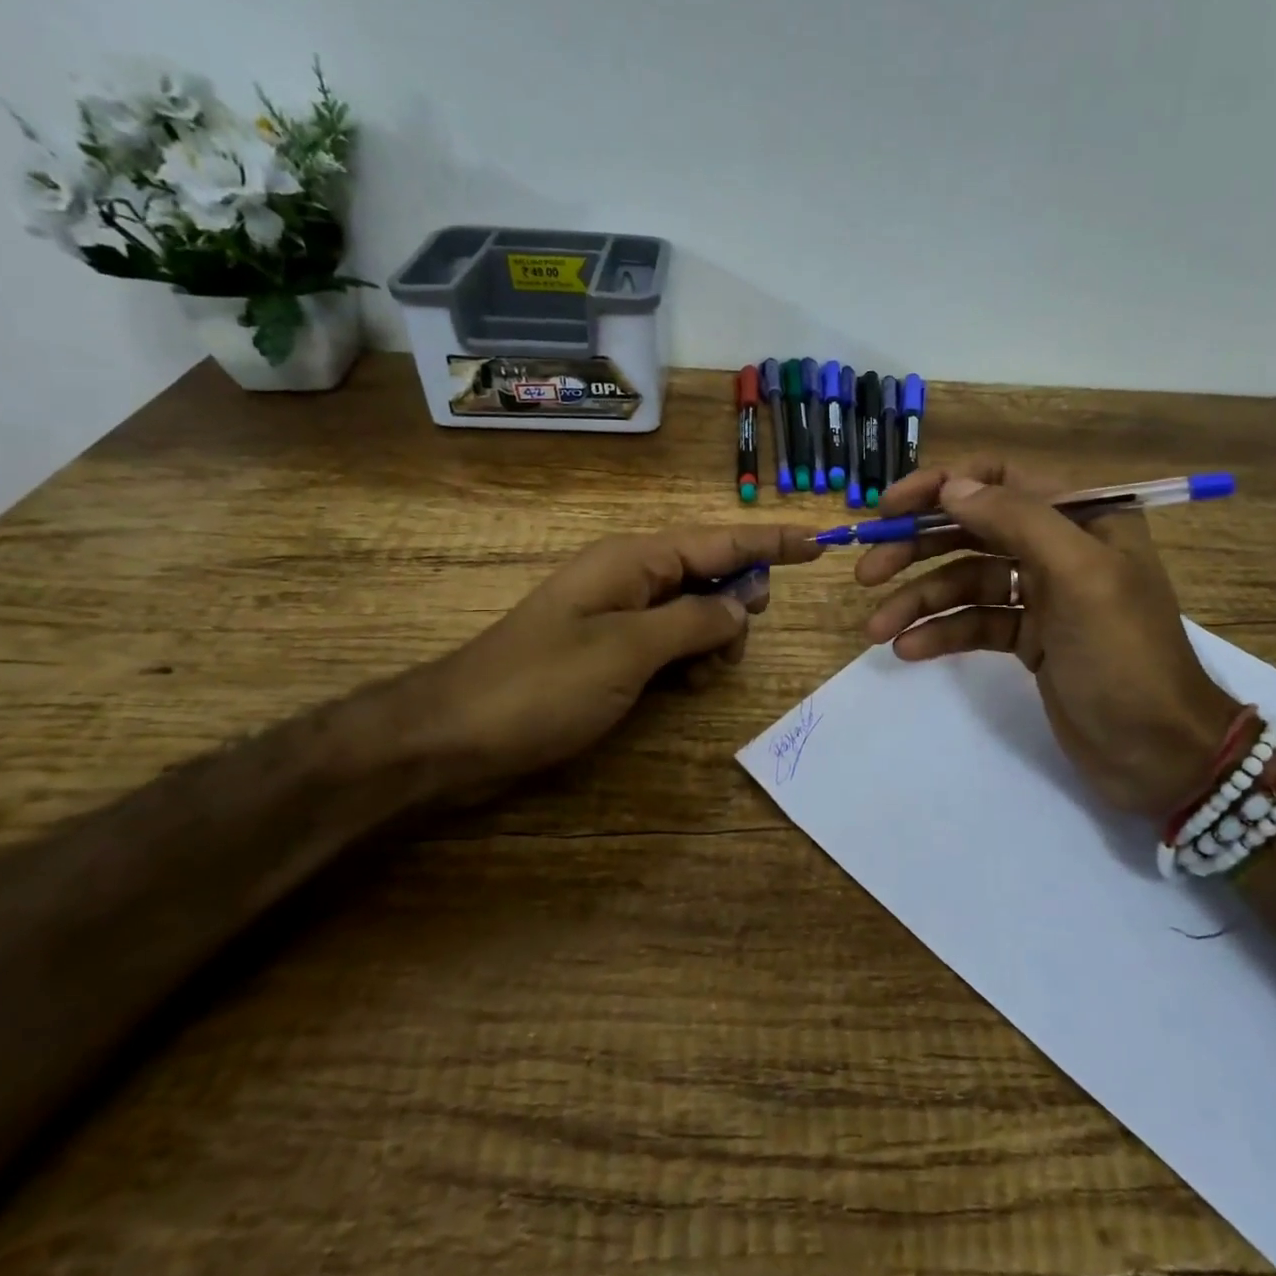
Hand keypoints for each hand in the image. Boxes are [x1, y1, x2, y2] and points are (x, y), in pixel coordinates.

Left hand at [410, 523, 821, 784]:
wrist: (457, 734)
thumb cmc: (543, 685)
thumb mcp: (629, 651)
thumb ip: (694, 623)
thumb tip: (740, 605)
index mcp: (634, 561)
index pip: (719, 541)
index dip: (771, 543)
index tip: (818, 542)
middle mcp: (629, 577)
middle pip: (709, 574)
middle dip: (736, 604)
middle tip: (734, 644)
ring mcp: (617, 614)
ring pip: (693, 611)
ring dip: (711, 639)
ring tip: (700, 677)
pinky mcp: (609, 648)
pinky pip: (668, 640)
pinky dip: (687, 658)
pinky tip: (683, 686)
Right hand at [855, 462, 1240, 817]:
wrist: (1161, 754)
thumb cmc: (1125, 657)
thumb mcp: (1080, 576)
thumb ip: (1018, 521)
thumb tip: (952, 486)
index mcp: (1082, 518)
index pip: (999, 480)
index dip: (941, 487)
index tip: (890, 510)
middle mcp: (1059, 547)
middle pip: (972, 531)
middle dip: (917, 548)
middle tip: (866, 570)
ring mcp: (1042, 596)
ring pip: (966, 582)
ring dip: (919, 601)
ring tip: (876, 628)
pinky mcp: (1028, 640)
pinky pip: (975, 623)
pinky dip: (941, 633)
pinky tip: (908, 649)